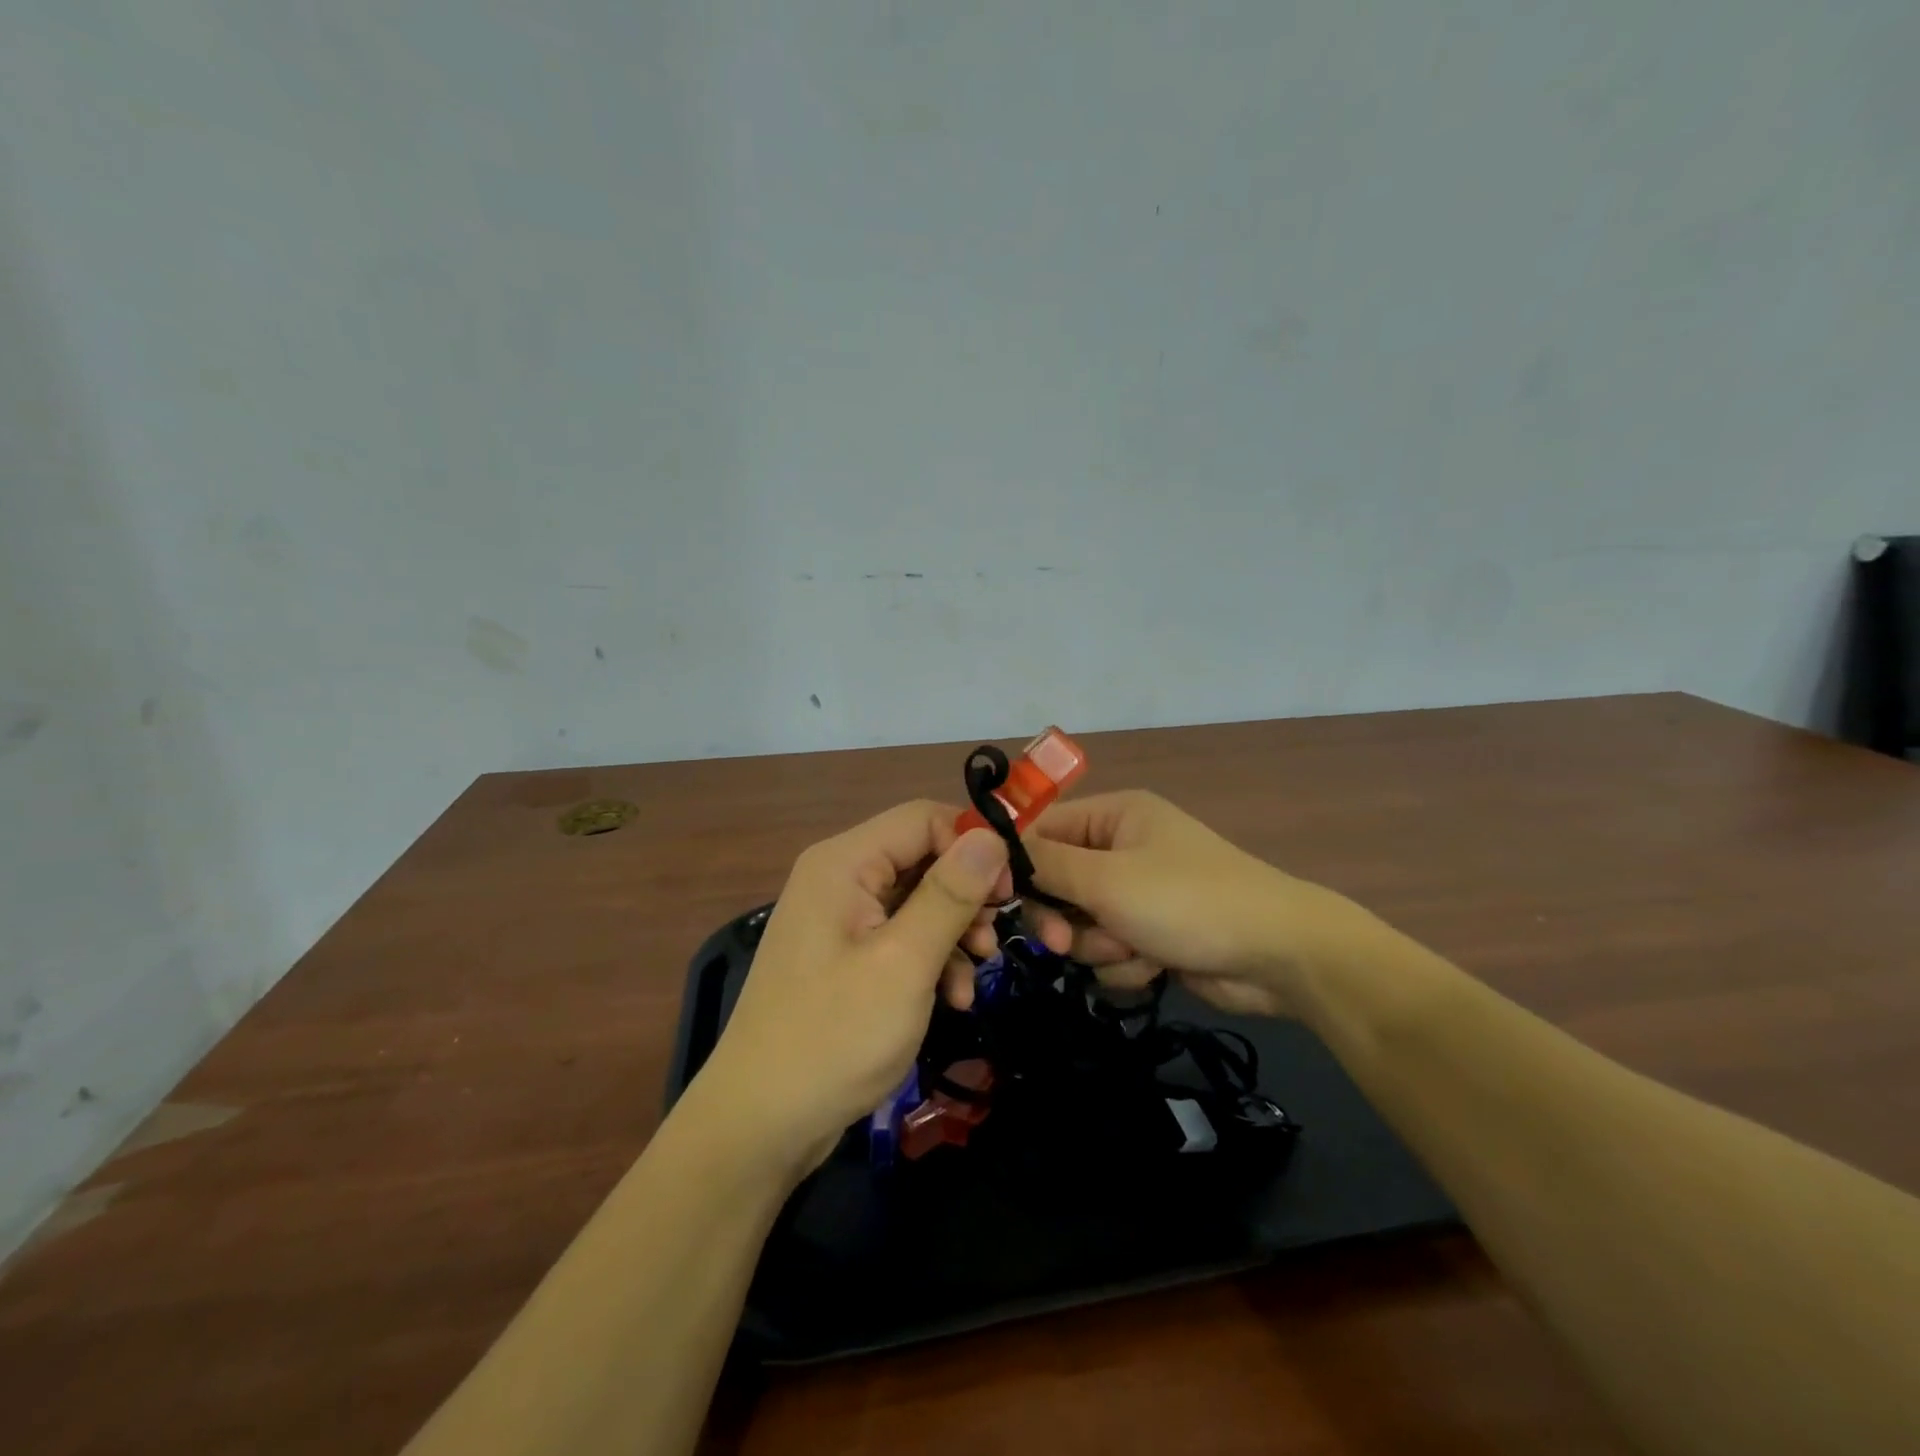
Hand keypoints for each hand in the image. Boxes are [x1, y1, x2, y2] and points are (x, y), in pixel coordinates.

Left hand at [692, 802, 1011, 1173]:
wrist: (762, 1124)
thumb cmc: (834, 1036)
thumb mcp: (904, 963)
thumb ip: (949, 894)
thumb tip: (991, 836)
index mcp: (844, 863)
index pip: (924, 818)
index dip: (972, 844)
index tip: (1008, 892)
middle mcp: (839, 877)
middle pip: (922, 858)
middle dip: (966, 897)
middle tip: (995, 939)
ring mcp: (839, 919)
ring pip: (917, 900)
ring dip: (954, 934)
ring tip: (975, 980)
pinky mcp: (845, 955)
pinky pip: (900, 936)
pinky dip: (931, 960)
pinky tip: (953, 999)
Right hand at [1020, 790, 1356, 1018]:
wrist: (1277, 956)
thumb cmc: (1186, 900)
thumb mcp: (1107, 879)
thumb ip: (1047, 865)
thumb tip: (995, 846)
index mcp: (1115, 816)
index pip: (1043, 830)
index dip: (1016, 865)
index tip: (994, 900)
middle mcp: (1123, 848)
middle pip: (1058, 883)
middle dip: (1064, 917)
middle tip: (1061, 941)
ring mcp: (1139, 893)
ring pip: (1081, 924)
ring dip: (1099, 945)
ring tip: (1133, 949)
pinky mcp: (1152, 934)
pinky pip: (1110, 950)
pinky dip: (1125, 963)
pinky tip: (1155, 965)